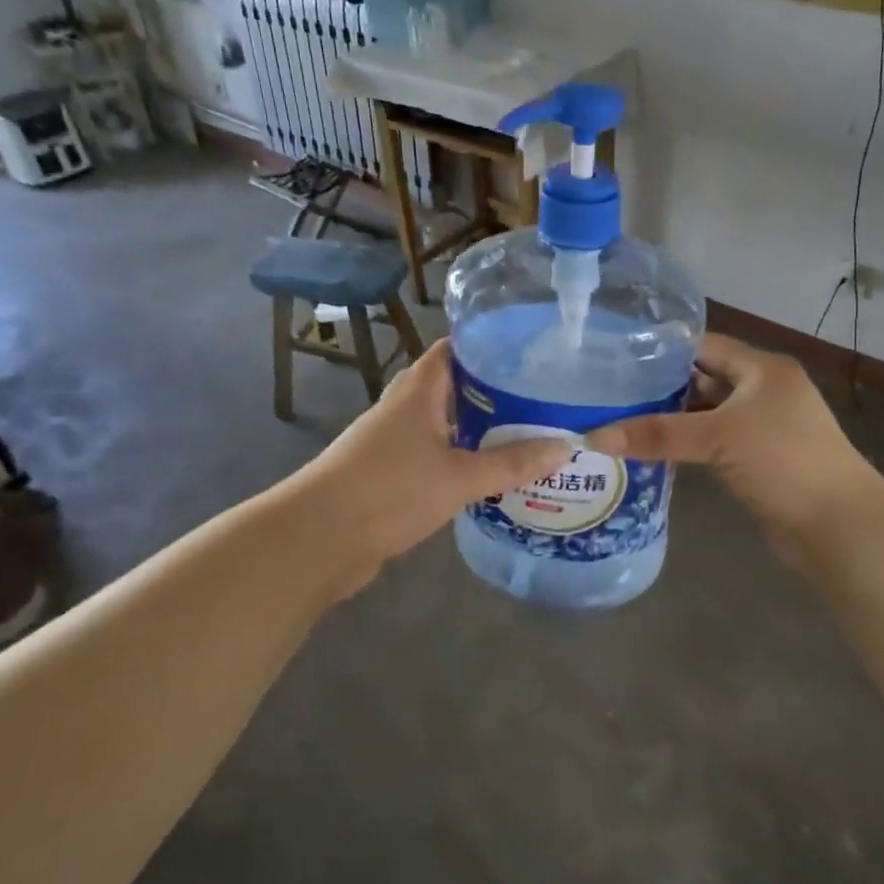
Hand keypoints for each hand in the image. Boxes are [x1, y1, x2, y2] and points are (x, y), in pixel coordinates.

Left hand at [305, 339, 569, 566]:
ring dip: (481, 428)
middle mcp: (405, 406)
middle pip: (456, 386)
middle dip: (496, 392)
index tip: (532, 352)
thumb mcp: (459, 476)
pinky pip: (436, 454)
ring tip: (528, 433)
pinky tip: (492, 474)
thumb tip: (566, 447)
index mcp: (419, 389)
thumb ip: (512, 463)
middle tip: (541, 398)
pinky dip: (463, 458)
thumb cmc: (389, 491)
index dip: (491, 345)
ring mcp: (395, 440)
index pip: (456, 348)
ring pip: (447, 424)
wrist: (318, 539)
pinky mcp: (391, 473)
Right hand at [586, 334, 879, 559]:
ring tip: (623, 419)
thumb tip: (594, 437)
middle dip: (663, 386)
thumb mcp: (717, 438)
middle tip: (612, 392)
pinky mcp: (760, 459)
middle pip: (705, 378)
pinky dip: (689, 445)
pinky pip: (715, 442)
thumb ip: (658, 434)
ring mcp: (764, 426)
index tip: (618, 357)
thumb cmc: (782, 461)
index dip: (664, 350)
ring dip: (674, 419)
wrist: (837, 526)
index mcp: (762, 368)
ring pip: (709, 413)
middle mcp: (764, 390)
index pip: (705, 345)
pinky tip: (654, 451)